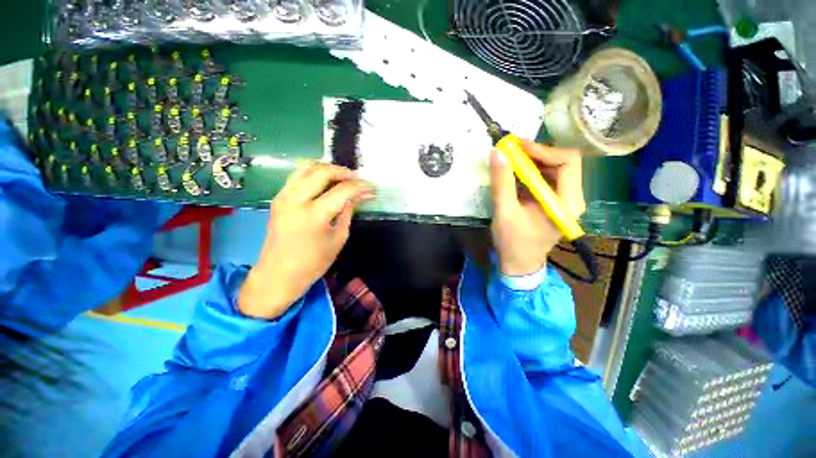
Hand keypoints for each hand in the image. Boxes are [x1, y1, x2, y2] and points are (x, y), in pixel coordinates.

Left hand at [238, 162, 372, 318]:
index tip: (371, 188)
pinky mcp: (278, 198)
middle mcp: (296, 199)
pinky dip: (313, 173)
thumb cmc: (313, 263)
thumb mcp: (338, 239)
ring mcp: (283, 196)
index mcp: (314, 214)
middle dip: (344, 172)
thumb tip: (358, 197)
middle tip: (357, 179)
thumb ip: (348, 213)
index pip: (342, 191)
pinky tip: (325, 182)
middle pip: (322, 172)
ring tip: (342, 177)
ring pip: (306, 168)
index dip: (359, 187)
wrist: (278, 275)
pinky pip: (297, 176)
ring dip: (327, 168)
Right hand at [489, 139, 585, 275]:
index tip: (517, 148)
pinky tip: (514, 173)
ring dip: (532, 162)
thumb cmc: (513, 242)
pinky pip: (546, 178)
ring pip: (554, 168)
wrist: (519, 263)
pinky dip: (530, 172)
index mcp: (566, 202)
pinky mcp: (553, 201)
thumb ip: (502, 182)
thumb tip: (497, 153)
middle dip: (536, 154)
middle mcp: (571, 198)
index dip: (543, 150)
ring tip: (510, 160)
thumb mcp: (504, 212)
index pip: (568, 162)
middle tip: (511, 151)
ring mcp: (563, 199)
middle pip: (563, 162)